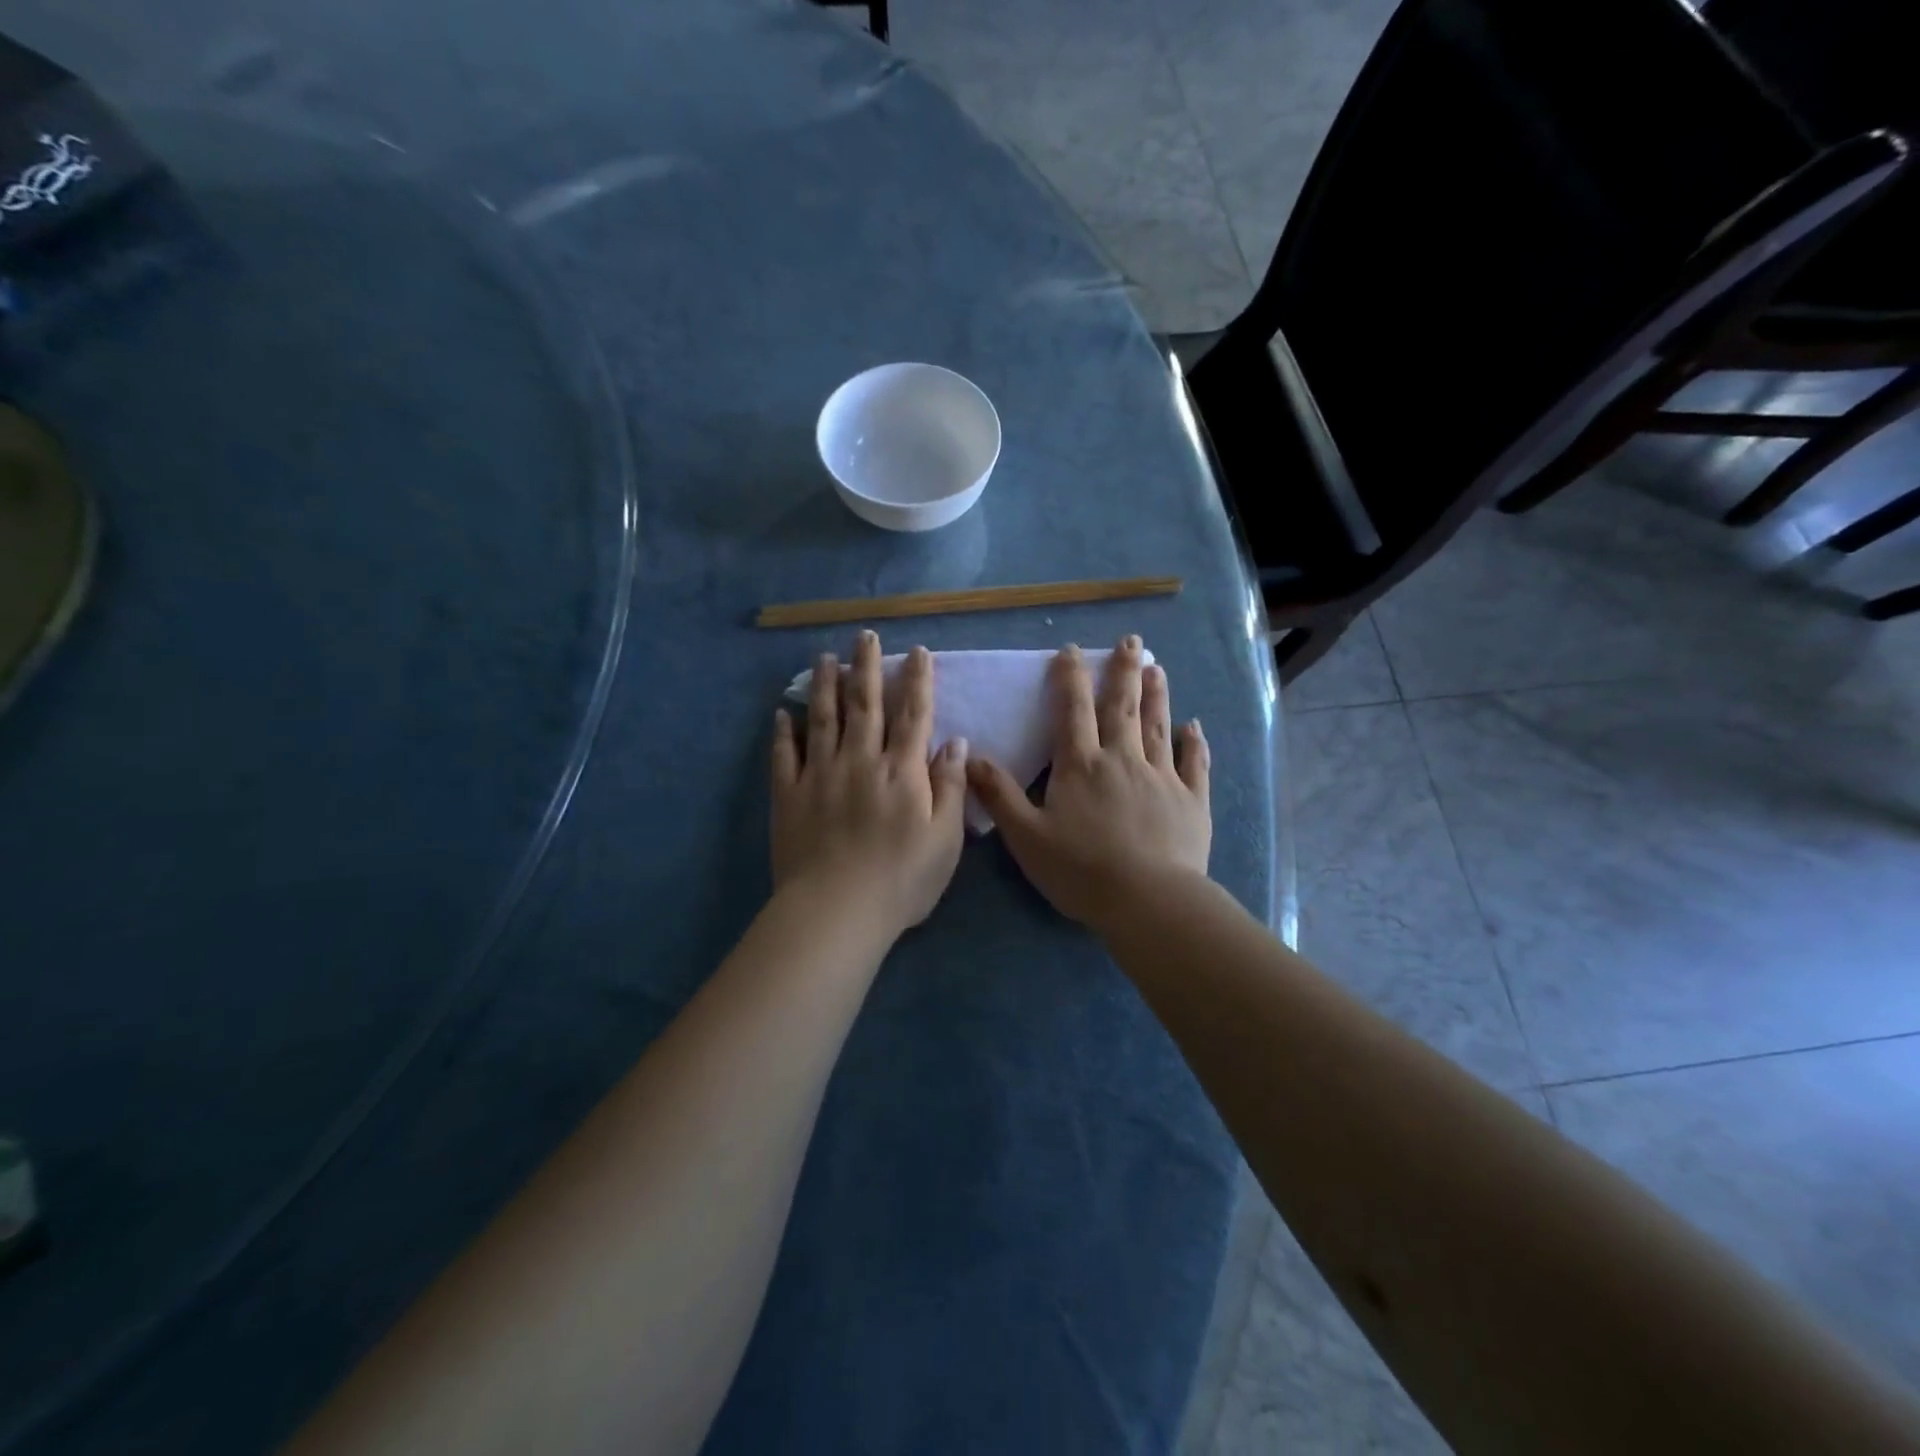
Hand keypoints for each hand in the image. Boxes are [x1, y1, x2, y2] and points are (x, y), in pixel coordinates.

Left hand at [771, 630, 968, 937]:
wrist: (837, 911)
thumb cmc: (902, 881)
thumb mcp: (945, 840)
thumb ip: (951, 788)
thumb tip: (956, 743)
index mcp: (902, 772)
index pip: (913, 715)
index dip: (917, 681)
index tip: (918, 652)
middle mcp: (861, 761)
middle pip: (866, 705)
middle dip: (867, 667)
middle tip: (865, 636)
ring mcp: (821, 775)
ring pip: (824, 719)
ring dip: (826, 685)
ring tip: (826, 657)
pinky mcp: (789, 795)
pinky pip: (785, 755)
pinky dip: (783, 732)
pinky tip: (783, 712)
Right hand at [967, 636, 1209, 930]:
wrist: (1148, 901)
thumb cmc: (1081, 870)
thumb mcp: (1026, 836)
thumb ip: (999, 795)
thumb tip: (970, 757)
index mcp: (1081, 766)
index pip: (1072, 712)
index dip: (1070, 678)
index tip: (1072, 649)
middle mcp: (1123, 760)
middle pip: (1122, 708)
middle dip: (1123, 672)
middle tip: (1131, 641)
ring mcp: (1162, 778)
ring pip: (1158, 727)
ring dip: (1157, 695)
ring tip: (1157, 668)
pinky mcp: (1191, 801)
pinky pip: (1194, 764)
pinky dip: (1195, 744)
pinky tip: (1195, 726)